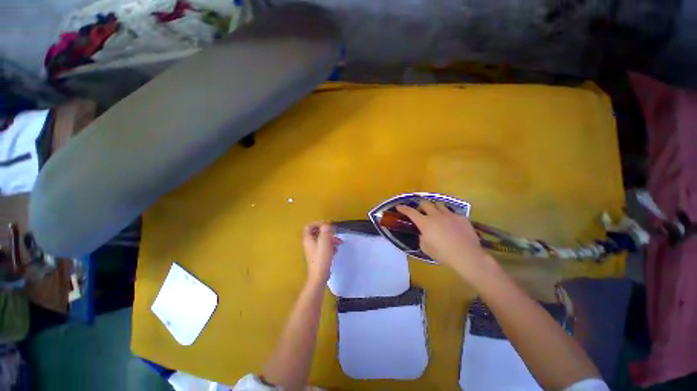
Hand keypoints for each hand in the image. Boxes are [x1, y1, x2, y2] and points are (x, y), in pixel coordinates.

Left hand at [302, 222, 341, 283]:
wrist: (320, 275)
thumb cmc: (321, 257)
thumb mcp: (325, 240)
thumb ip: (325, 230)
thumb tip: (326, 225)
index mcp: (308, 239)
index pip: (309, 226)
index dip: (318, 223)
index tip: (327, 224)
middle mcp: (309, 244)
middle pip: (316, 233)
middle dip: (327, 232)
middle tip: (335, 232)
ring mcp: (313, 251)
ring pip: (321, 240)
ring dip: (330, 239)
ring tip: (339, 242)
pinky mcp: (318, 257)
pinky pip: (324, 248)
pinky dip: (330, 246)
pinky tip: (336, 250)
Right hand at [396, 202, 497, 280]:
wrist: (466, 256)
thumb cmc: (443, 254)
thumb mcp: (425, 248)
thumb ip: (422, 237)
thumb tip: (424, 233)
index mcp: (425, 223)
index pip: (411, 212)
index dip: (403, 208)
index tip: (398, 206)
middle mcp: (436, 215)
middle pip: (425, 203)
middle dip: (420, 205)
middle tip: (420, 210)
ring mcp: (450, 215)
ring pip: (439, 204)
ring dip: (434, 207)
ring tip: (435, 213)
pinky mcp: (461, 218)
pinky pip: (452, 212)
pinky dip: (448, 215)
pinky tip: (450, 223)